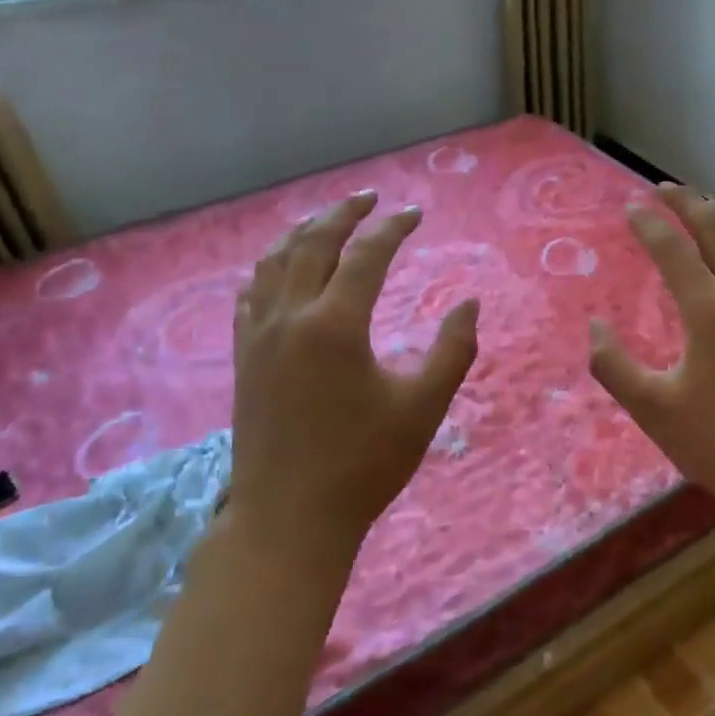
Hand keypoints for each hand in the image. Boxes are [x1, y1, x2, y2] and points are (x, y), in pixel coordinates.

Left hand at [225, 190, 478, 572]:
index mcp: (335, 324)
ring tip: (326, 220)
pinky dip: (270, 269)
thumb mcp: (423, 406)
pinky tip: (280, 270)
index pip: (366, 255)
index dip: (393, 229)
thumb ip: (452, 350)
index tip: (415, 214)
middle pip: (312, 244)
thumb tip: (469, 303)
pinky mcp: (244, 358)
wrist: (290, 518)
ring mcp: (259, 337)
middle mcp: (290, 317)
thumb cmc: (364, 463)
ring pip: (274, 263)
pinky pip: (251, 294)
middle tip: (369, 197)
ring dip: (302, 233)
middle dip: (343, 214)